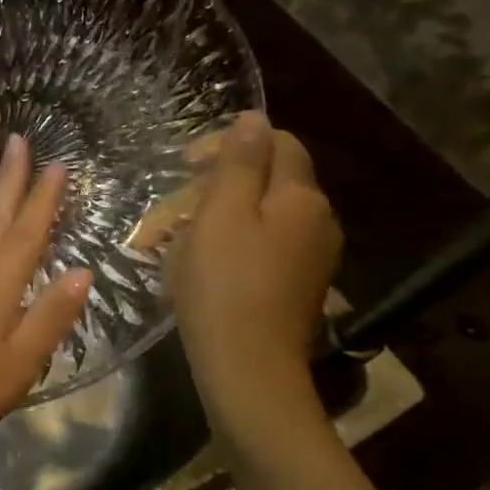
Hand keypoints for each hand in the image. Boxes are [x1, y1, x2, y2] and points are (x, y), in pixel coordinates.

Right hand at [167, 112, 341, 421]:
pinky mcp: (298, 287)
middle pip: (269, 181)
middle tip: (171, 211)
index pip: (278, 143)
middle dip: (217, 186)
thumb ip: (238, 163)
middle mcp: (318, 221)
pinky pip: (264, 248)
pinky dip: (231, 247)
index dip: (231, 144)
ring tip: (174, 242)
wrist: (249, 371)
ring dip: (218, 219)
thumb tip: (254, 118)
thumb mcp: (221, 215)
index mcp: (301, 198)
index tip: (187, 166)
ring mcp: (312, 258)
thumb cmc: (225, 286)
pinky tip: (200, 269)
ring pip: (262, 217)